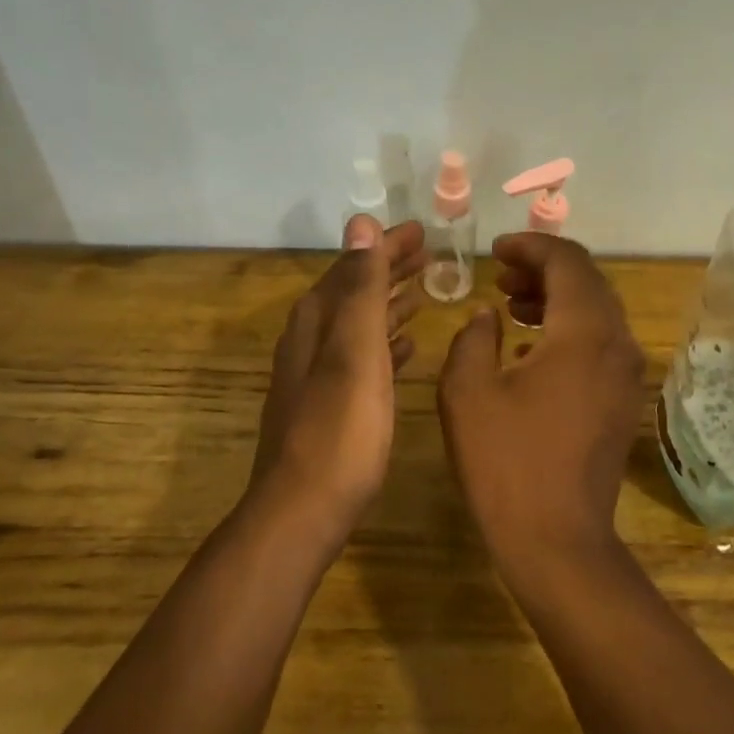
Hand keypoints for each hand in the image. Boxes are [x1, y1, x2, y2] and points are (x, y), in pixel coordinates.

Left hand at [247, 216, 426, 544]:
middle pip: (354, 292)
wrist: (304, 510)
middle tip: (429, 254)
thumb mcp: (354, 351)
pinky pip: (363, 359)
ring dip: (388, 304)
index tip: (421, 230)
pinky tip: (408, 350)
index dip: (385, 246)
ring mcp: (318, 376)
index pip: (353, 266)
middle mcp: (312, 342)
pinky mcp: (330, 407)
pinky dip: (386, 345)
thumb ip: (361, 288)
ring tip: (422, 292)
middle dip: (388, 270)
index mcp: (317, 322)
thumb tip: (360, 223)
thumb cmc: (339, 429)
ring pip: (358, 325)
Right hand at [437, 232, 644, 564]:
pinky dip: (568, 331)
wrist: (557, 540)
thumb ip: (472, 337)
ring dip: (556, 299)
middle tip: (500, 277)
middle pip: (588, 282)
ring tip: (511, 306)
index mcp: (583, 332)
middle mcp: (617, 344)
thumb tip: (486, 316)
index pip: (568, 261)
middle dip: (543, 270)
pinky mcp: (623, 401)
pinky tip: (530, 351)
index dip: (531, 246)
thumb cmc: (506, 462)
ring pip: (597, 313)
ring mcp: (626, 375)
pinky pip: (600, 345)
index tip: (496, 249)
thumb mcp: (467, 392)